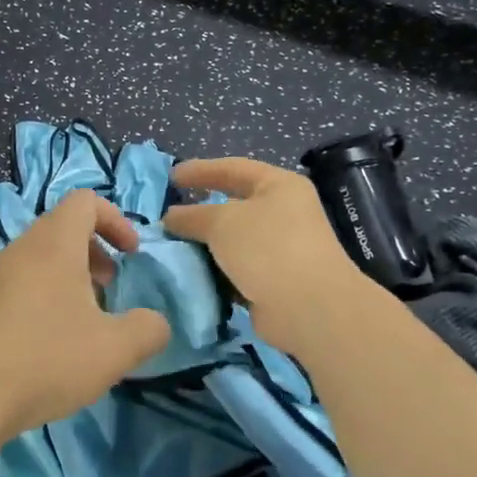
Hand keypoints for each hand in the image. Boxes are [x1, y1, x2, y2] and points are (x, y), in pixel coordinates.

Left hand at [0, 189, 171, 445]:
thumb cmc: (48, 359)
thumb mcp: (116, 350)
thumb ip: (148, 330)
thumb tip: (156, 323)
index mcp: (54, 244)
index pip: (85, 201)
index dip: (115, 220)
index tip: (130, 255)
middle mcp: (20, 249)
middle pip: (61, 228)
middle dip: (94, 251)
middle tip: (109, 287)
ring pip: (38, 257)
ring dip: (67, 276)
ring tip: (80, 319)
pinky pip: (16, 283)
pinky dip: (40, 295)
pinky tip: (45, 342)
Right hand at [163, 157, 365, 353]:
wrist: (308, 308)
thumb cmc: (267, 248)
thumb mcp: (221, 222)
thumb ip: (192, 216)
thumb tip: (171, 217)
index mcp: (279, 186)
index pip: (234, 168)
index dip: (201, 170)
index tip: (171, 177)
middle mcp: (284, 213)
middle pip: (234, 206)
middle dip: (200, 213)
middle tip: (168, 217)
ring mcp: (281, 249)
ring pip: (233, 241)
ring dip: (206, 246)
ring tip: (172, 248)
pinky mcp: (275, 281)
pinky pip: (237, 269)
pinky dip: (216, 271)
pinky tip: (192, 275)